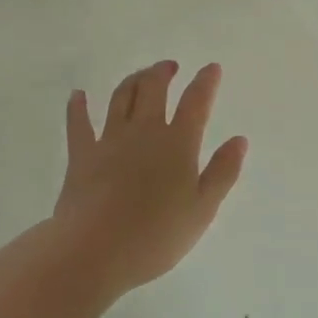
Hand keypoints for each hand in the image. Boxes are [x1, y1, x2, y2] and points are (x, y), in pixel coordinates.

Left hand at [53, 61, 247, 295]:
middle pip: (154, 89)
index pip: (196, 102)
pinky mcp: (82, 155)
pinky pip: (78, 123)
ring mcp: (110, 140)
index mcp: (178, 143)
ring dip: (132, 80)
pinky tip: (78, 95)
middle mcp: (144, 131)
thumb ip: (223, 172)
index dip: (205, 82)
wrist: (94, 251)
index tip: (212, 68)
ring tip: (141, 75)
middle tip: (170, 66)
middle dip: (163, 72)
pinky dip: (78, 106)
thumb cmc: (155, 236)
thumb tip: (239, 139)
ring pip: (121, 97)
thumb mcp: (202, 210)